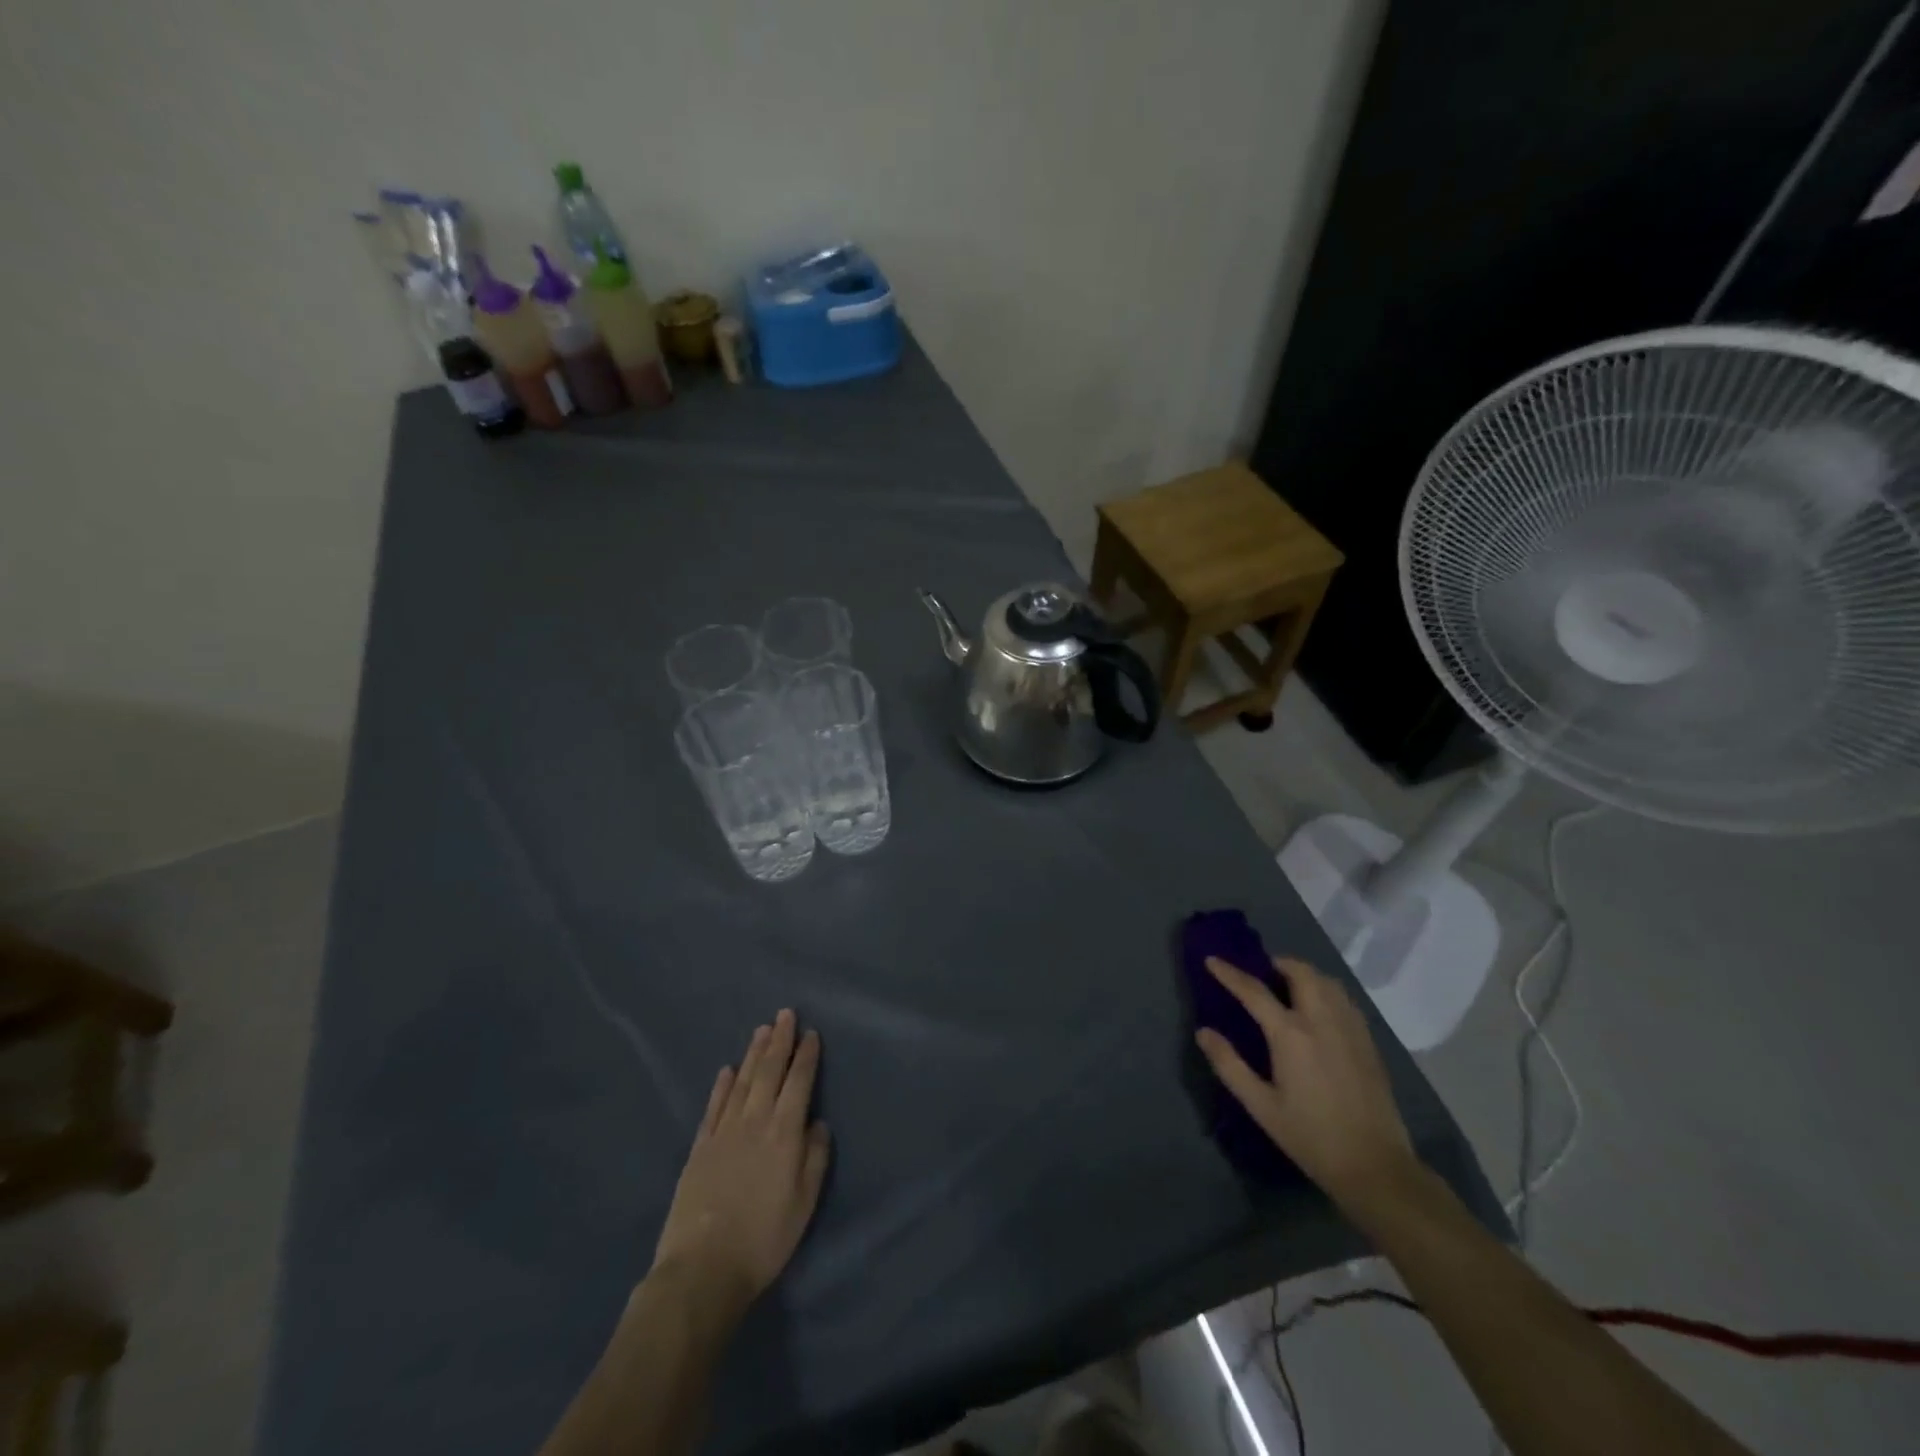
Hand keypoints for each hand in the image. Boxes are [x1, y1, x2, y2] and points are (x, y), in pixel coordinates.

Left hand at [650, 1010, 830, 1320]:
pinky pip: (714, 1106)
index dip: (806, 1056)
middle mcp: (755, 1122)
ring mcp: (724, 1131)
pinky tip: (728, 1070)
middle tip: (785, 1014)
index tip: (810, 1033)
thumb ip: (815, 1158)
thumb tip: (818, 1123)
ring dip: (754, 1053)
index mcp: (784, 1133)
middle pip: (769, 1072)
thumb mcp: (804, 1203)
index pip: (799, 1083)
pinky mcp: (700, 1147)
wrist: (702, 1269)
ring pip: (742, 1081)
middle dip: (779, 1041)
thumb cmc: (764, 1239)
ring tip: (762, 1030)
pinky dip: (722, 1085)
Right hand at [1195, 956, 1415, 1215]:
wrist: (1375, 1166)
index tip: (1212, 960)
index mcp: (1291, 1035)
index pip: (1254, 991)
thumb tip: (1203, 1032)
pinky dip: (1326, 991)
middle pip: (1300, 972)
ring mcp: (1350, 1029)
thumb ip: (1229, 1065)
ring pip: (1327, 981)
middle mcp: (1322, 1021)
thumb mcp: (1261, 1106)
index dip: (1230, 973)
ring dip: (1304, 974)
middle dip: (1277, 964)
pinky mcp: (1368, 1042)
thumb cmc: (1310, 1136)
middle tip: (1261, 973)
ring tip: (1288, 986)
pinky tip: (1319, 1009)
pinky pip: (1345, 1000)